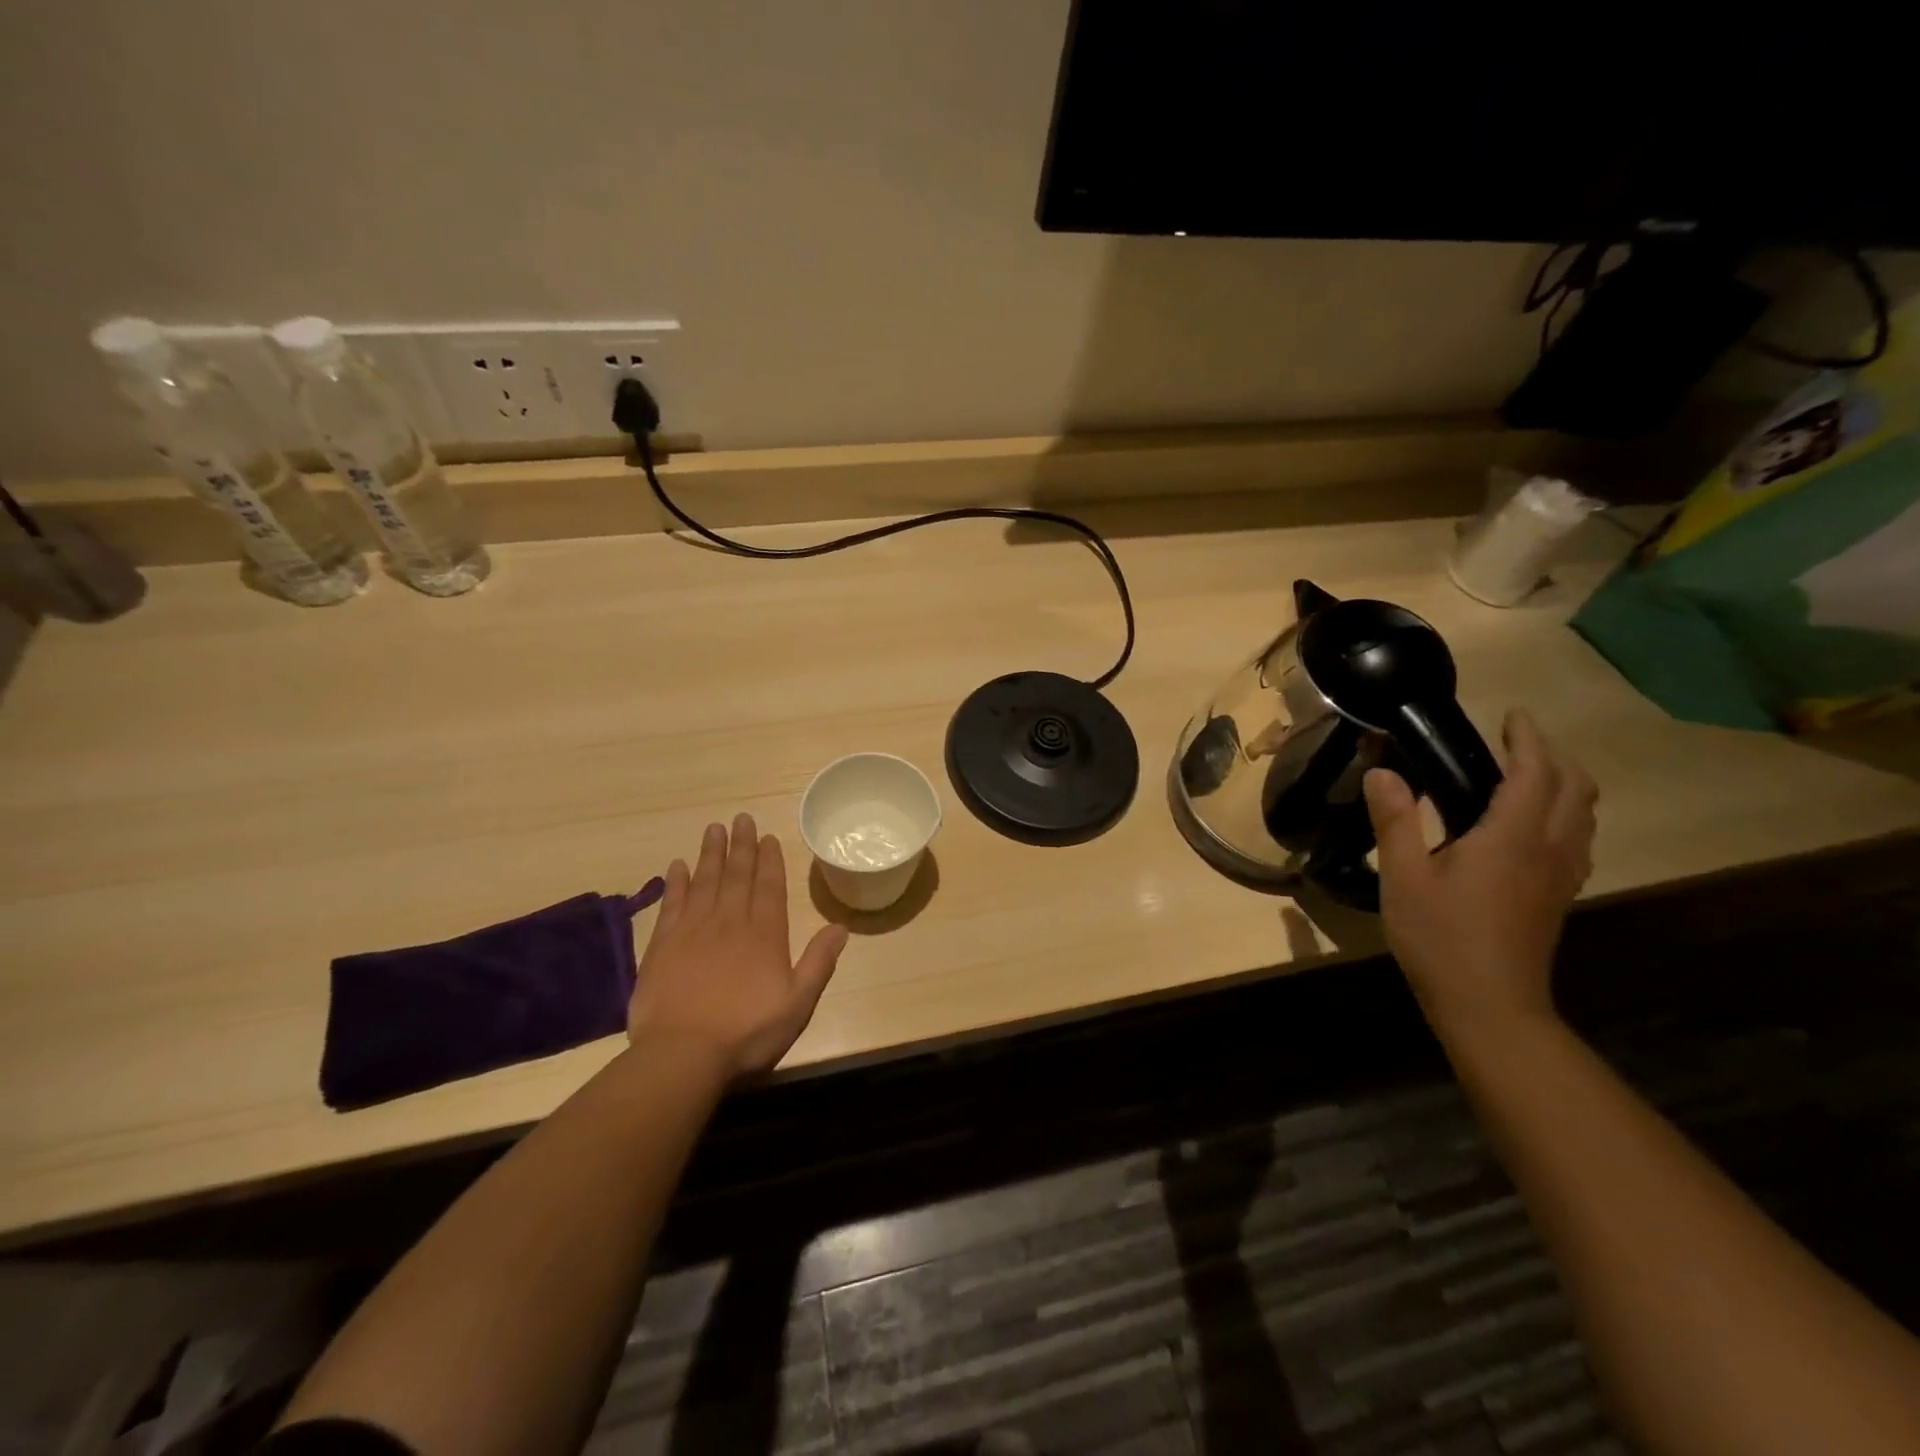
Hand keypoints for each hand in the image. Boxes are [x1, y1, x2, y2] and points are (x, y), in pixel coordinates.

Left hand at [628, 814, 848, 1078]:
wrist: (683, 1054)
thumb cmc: (747, 1031)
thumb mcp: (798, 1003)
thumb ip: (819, 962)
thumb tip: (841, 927)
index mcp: (764, 934)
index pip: (769, 887)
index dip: (770, 860)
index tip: (768, 836)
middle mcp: (730, 922)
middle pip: (737, 876)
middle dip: (741, 846)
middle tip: (741, 818)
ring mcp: (693, 930)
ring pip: (705, 881)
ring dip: (711, 854)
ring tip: (714, 829)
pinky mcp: (662, 945)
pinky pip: (672, 904)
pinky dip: (675, 883)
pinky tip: (678, 865)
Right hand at [1363, 709, 1595, 1036]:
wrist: (1490, 1006)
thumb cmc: (1441, 938)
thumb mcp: (1403, 877)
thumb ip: (1395, 820)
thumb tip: (1382, 772)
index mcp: (1513, 837)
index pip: (1536, 772)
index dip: (1528, 738)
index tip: (1512, 715)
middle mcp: (1550, 848)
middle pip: (1575, 787)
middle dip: (1553, 755)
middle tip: (1514, 743)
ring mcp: (1561, 874)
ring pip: (1584, 813)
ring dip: (1563, 783)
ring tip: (1523, 775)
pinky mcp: (1559, 895)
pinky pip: (1577, 837)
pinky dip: (1564, 813)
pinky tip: (1528, 826)